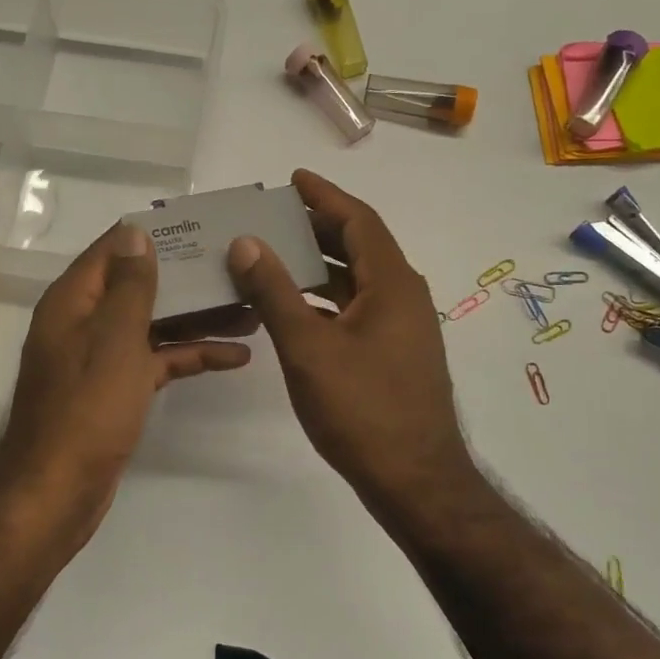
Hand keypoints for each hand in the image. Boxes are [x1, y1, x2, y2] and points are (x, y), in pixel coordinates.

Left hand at [0, 220, 255, 514]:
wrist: (60, 490)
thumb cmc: (88, 407)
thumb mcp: (115, 338)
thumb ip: (130, 286)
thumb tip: (135, 233)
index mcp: (75, 301)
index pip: (115, 249)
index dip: (155, 235)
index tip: (201, 226)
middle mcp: (85, 322)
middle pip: (141, 286)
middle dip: (188, 279)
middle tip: (239, 270)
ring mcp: (101, 357)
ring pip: (154, 324)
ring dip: (198, 318)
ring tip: (252, 312)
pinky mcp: (117, 389)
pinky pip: (157, 360)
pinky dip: (190, 356)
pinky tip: (235, 357)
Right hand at [228, 169, 473, 513]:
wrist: (413, 479)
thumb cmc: (361, 409)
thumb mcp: (308, 348)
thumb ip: (274, 292)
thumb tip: (246, 242)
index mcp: (392, 284)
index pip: (358, 221)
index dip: (324, 196)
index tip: (293, 178)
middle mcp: (403, 297)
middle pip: (358, 246)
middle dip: (316, 228)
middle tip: (272, 216)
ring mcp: (402, 328)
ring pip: (356, 280)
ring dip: (317, 265)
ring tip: (272, 256)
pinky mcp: (394, 354)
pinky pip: (356, 309)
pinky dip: (325, 299)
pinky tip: (293, 309)